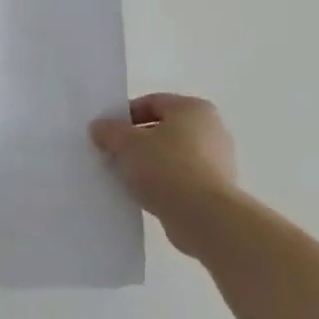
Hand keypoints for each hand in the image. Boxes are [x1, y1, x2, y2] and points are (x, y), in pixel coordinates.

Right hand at [89, 93, 238, 254]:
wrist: (204, 217)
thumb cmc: (166, 167)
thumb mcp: (126, 143)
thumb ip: (110, 131)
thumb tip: (100, 127)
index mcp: (193, 109)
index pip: (151, 102)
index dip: (124, 115)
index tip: (106, 132)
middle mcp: (212, 129)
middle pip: (163, 129)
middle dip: (136, 140)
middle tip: (112, 152)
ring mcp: (218, 161)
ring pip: (171, 155)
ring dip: (148, 162)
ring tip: (124, 175)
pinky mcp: (216, 189)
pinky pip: (181, 178)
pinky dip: (162, 182)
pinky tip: (143, 192)